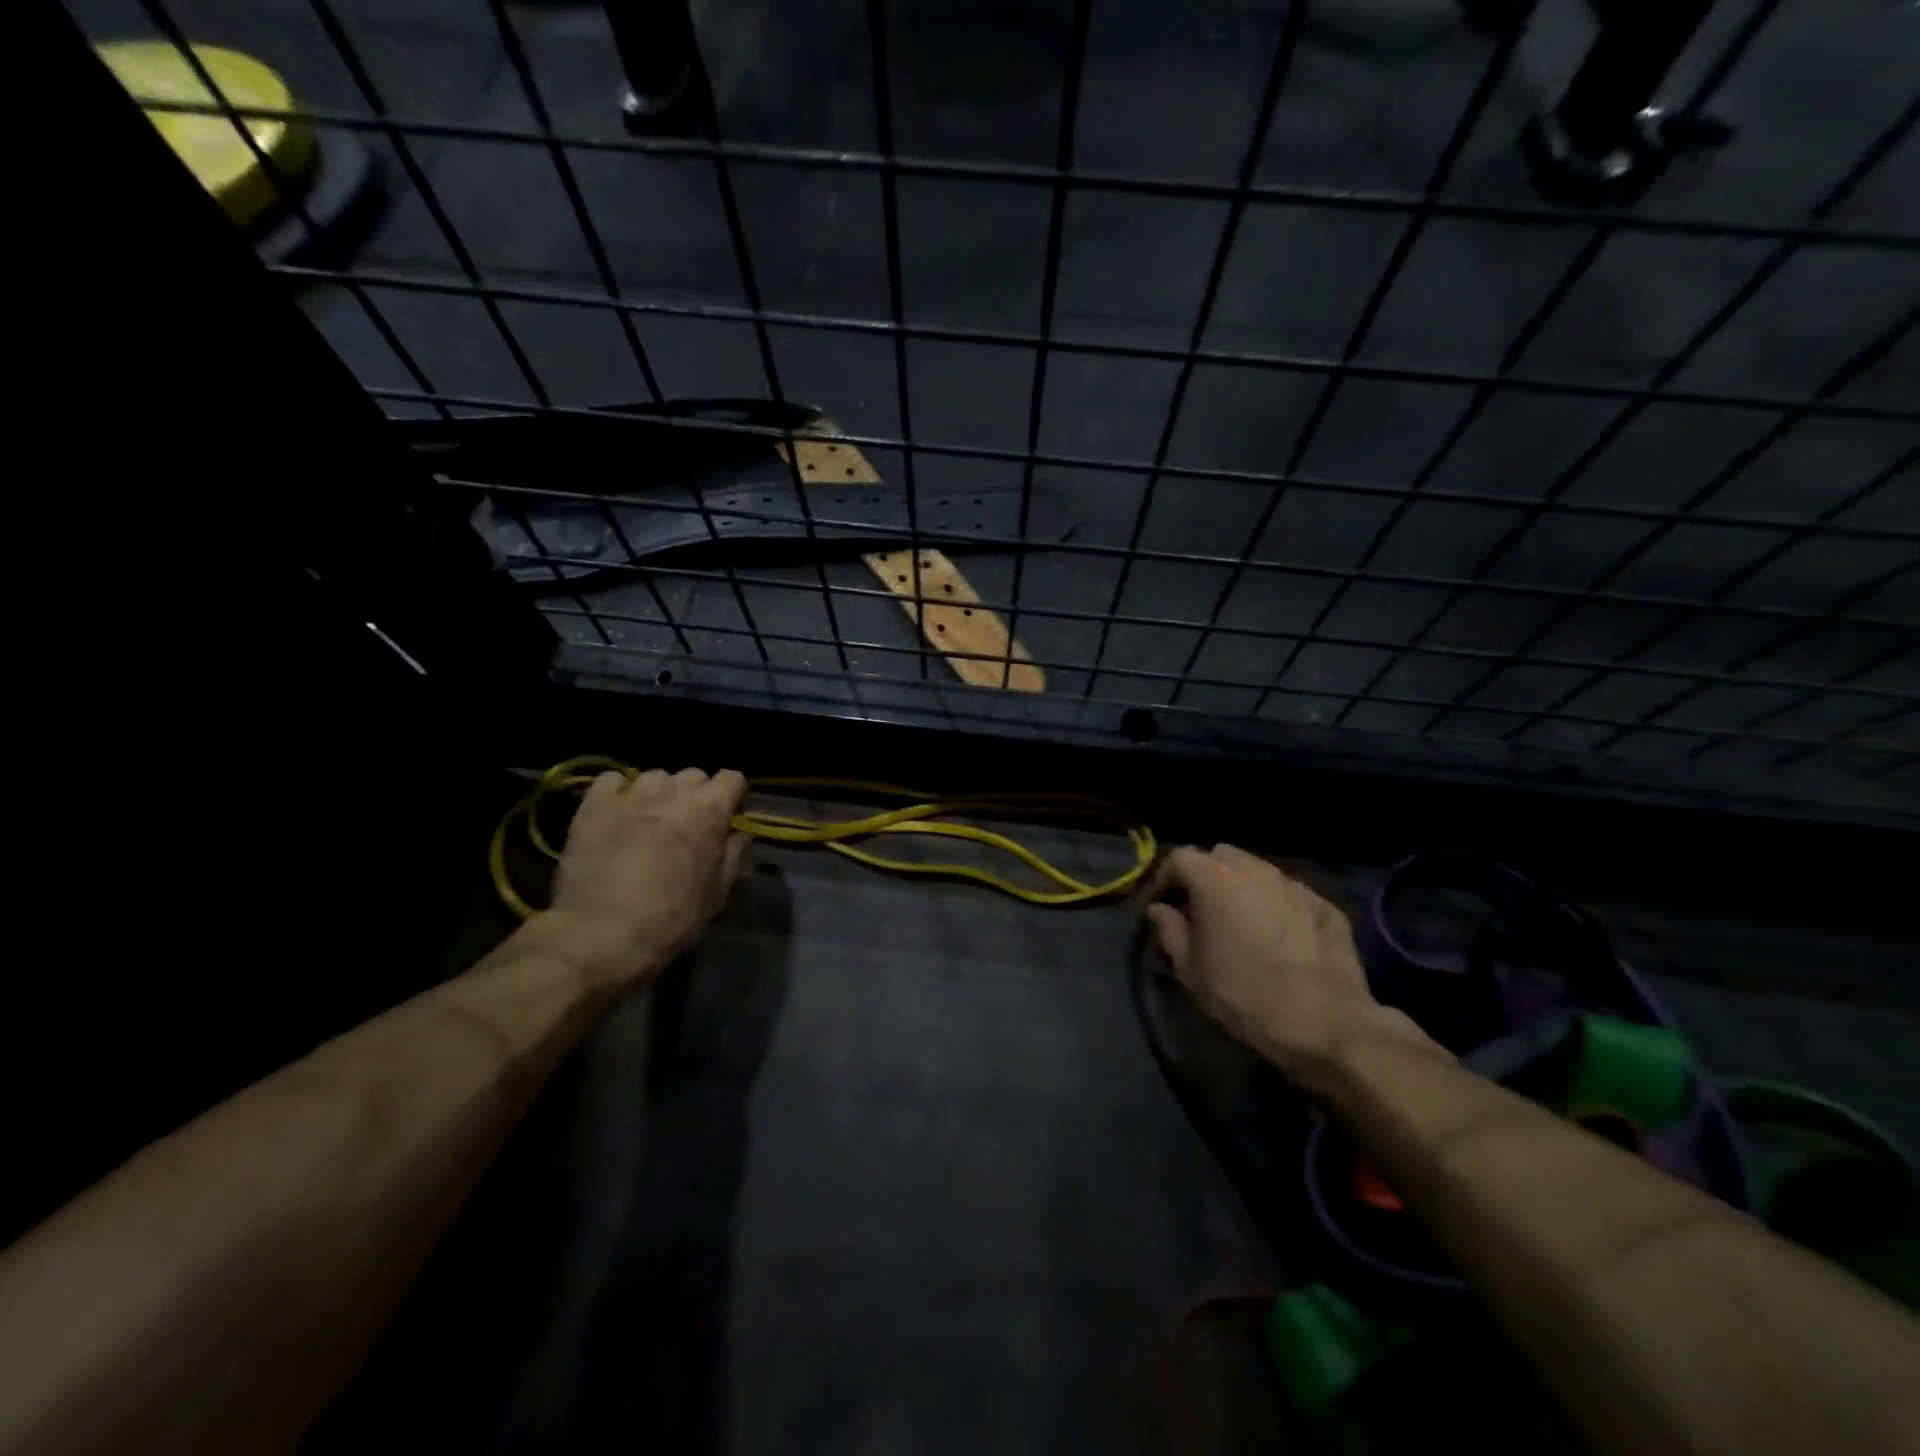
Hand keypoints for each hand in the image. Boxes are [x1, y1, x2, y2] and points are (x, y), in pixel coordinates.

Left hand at [544, 767, 749, 981]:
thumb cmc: (671, 919)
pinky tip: (616, 814)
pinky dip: (618, 792)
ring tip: (649, 819)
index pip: (732, 778)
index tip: (726, 817)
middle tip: (686, 825)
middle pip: (694, 775)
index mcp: (709, 812)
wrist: (601, 935)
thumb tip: (739, 834)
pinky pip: (611, 780)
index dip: (732, 796)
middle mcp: (673, 793)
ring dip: (659, 794)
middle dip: (695, 795)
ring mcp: (631, 794)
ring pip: (655, 776)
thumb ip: (733, 856)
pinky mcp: (594, 804)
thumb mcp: (717, 894)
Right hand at [1147, 845, 1432, 1088]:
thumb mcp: (1191, 972)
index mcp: (1216, 881)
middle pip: (1221, 855)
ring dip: (1242, 887)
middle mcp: (1255, 871)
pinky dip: (1275, 904)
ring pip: (1258, 870)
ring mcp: (1294, 885)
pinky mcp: (1325, 904)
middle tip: (1202, 909)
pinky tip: (1279, 936)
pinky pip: (1289, 893)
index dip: (1166, 878)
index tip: (1164, 905)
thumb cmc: (1245, 997)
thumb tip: (1161, 910)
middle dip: (1205, 875)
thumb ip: (1170, 931)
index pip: (1180, 857)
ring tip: (1241, 921)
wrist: (1326, 1025)